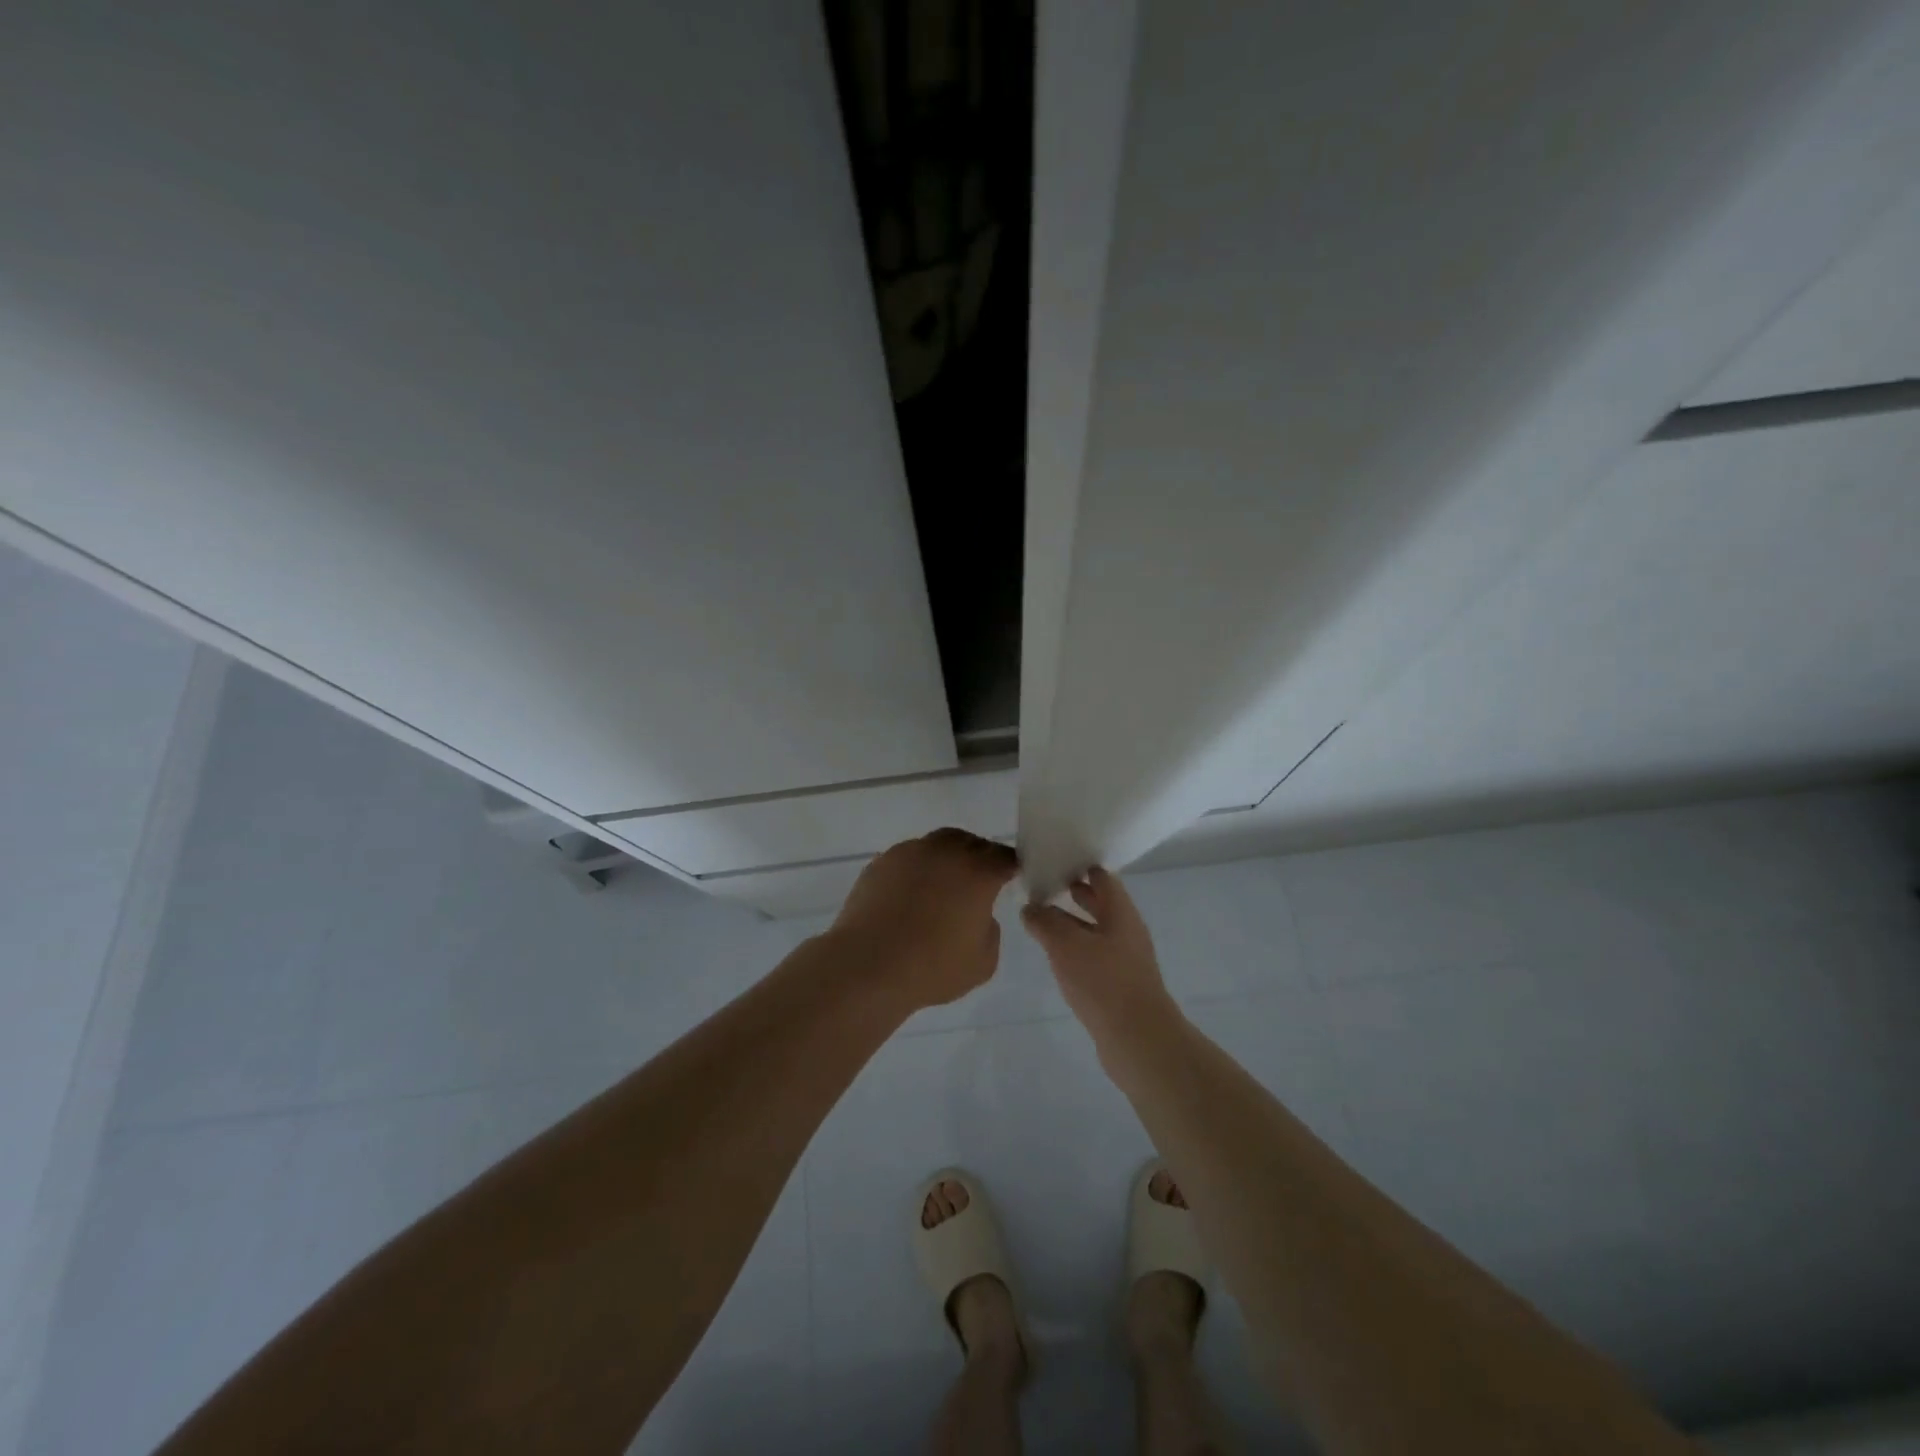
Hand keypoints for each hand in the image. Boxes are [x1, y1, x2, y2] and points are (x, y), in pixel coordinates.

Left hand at [830, 829, 1018, 1010]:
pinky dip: (916, 870)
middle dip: (978, 856)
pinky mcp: (881, 862)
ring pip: (936, 845)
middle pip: (970, 842)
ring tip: (941, 886)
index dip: (1010, 867)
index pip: (1004, 858)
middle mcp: (945, 852)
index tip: (1010, 878)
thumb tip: (978, 914)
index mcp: (977, 872)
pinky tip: (910, 894)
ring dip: (945, 859)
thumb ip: (990, 931)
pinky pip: (908, 858)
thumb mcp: (983, 962)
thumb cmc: (932, 967)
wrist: (868, 965)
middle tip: (977, 879)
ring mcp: (909, 853)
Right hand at [1021, 868, 1174, 1045]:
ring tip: (1041, 917)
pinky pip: (1094, 957)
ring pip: (1095, 931)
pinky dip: (1075, 948)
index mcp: (1121, 913)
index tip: (1055, 858)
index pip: (1103, 878)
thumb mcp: (1066, 946)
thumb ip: (1045, 922)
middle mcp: (1126, 932)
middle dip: (1075, 892)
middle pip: (1101, 903)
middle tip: (1044, 883)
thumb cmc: (1104, 982)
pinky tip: (1056, 956)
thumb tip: (1030, 907)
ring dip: (1072, 922)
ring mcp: (1125, 960)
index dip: (1081, 865)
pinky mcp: (1118, 986)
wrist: (1138, 1040)